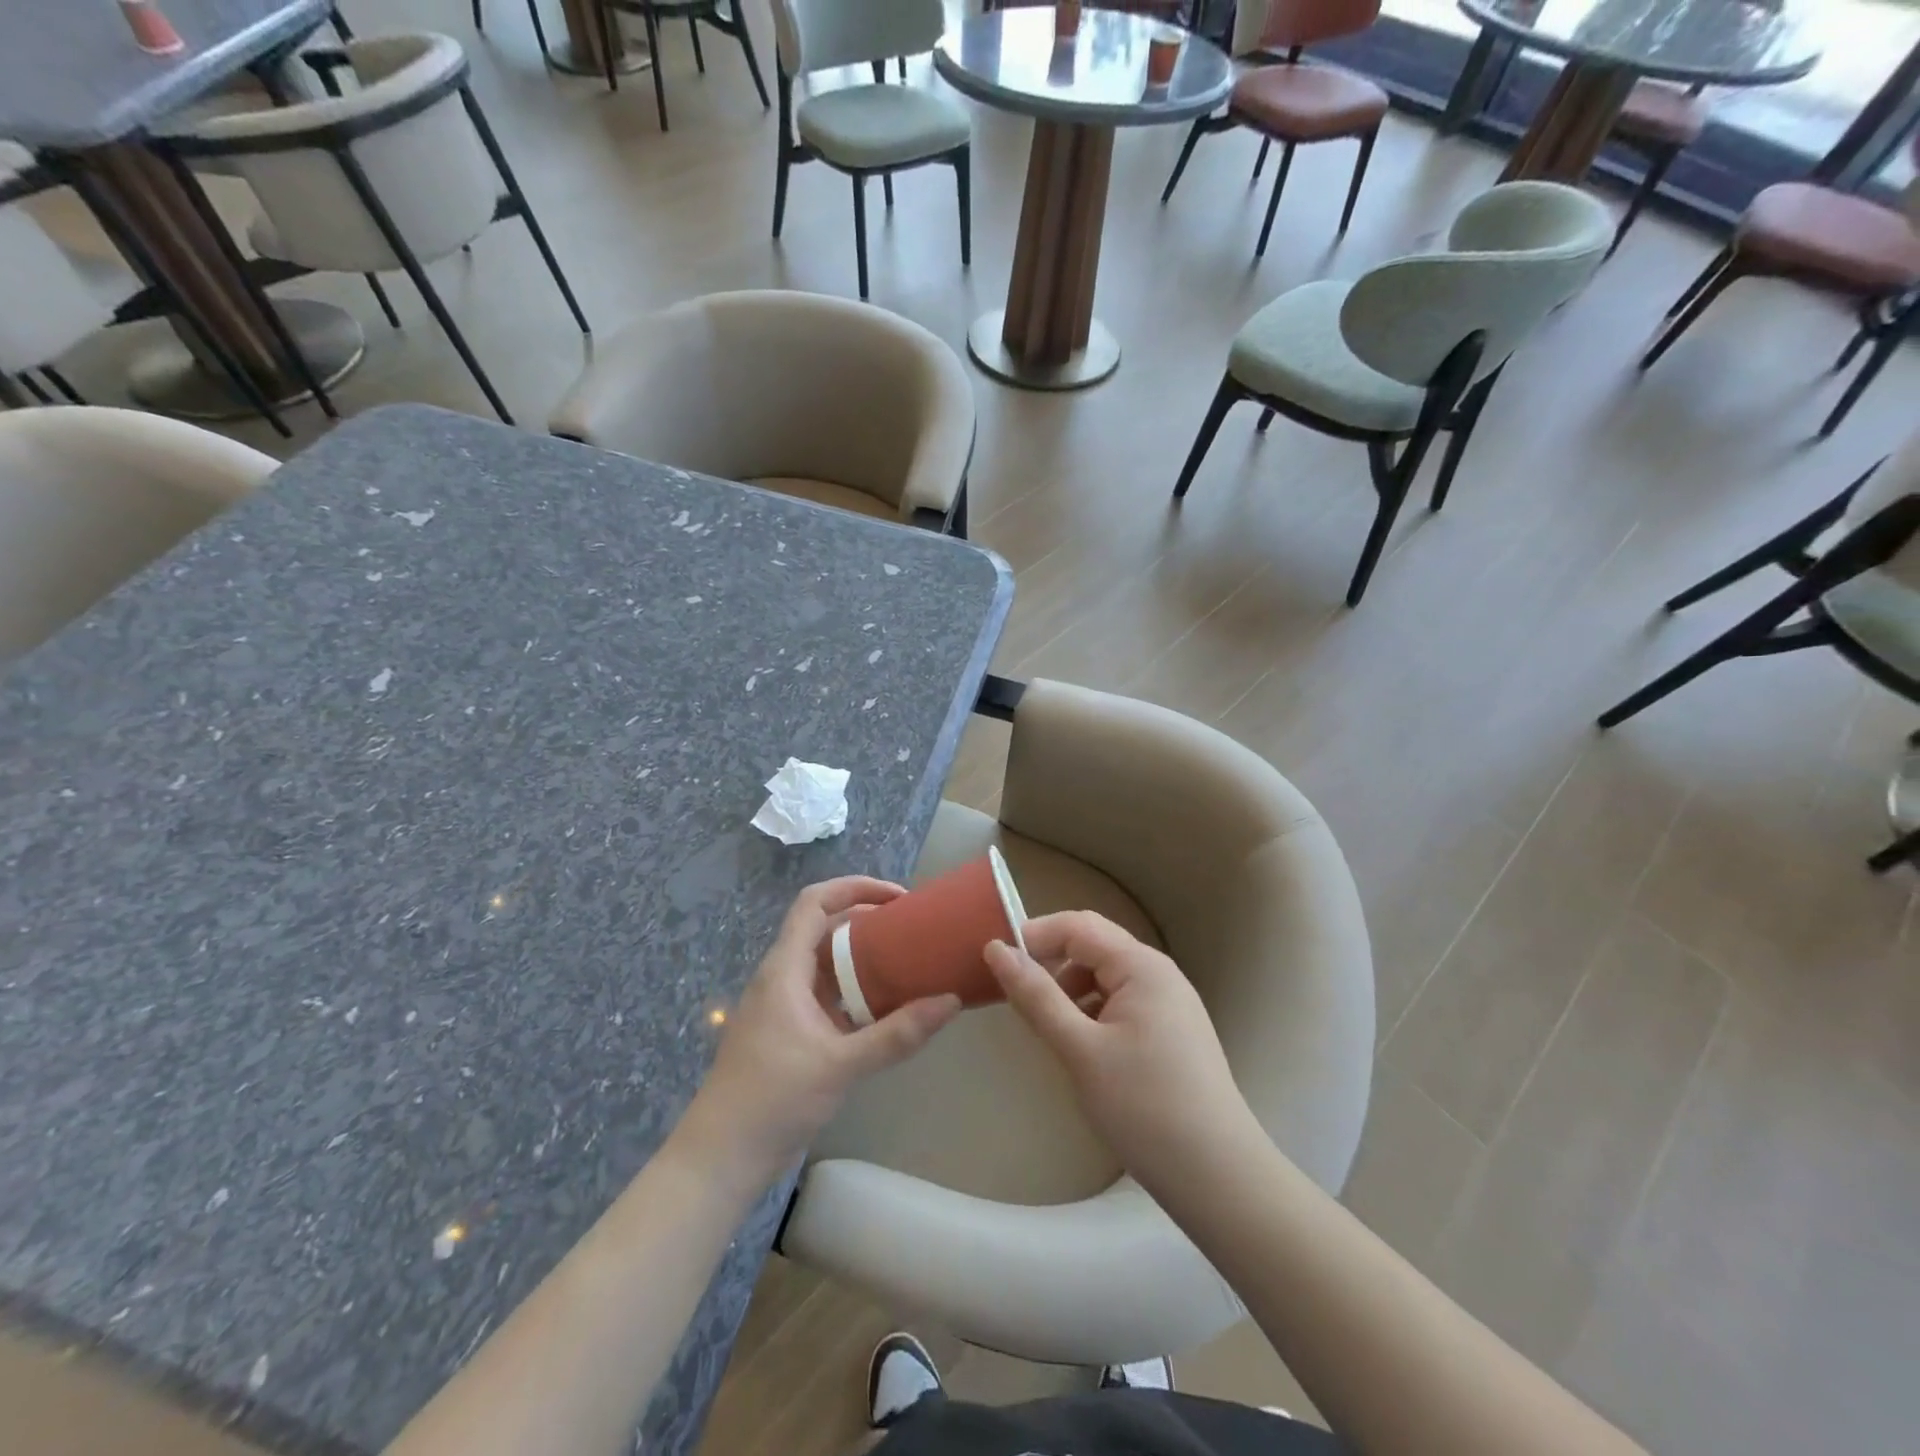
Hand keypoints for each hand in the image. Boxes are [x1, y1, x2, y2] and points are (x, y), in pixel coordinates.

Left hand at [671, 877, 961, 1196]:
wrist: (721, 1158)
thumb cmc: (773, 1100)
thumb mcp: (841, 1065)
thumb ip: (896, 1034)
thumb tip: (950, 1001)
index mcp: (785, 968)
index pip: (815, 902)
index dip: (855, 887)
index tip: (898, 897)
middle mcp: (782, 977)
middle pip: (825, 928)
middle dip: (868, 920)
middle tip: (913, 929)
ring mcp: (785, 1005)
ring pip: (827, 963)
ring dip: (864, 956)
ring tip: (908, 961)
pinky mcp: (790, 1031)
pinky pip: (828, 994)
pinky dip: (857, 989)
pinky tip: (887, 1007)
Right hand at [986, 911, 1257, 1193]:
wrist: (1219, 1179)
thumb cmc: (1145, 1107)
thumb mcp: (1080, 1050)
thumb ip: (1036, 997)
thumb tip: (996, 949)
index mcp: (1141, 966)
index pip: (1078, 926)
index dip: (1035, 936)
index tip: (996, 963)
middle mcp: (1159, 973)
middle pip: (1094, 947)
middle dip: (1052, 963)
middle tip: (1016, 996)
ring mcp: (1170, 1003)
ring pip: (1106, 977)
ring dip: (1071, 989)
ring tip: (1048, 1027)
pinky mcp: (1172, 1032)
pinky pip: (1122, 1002)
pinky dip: (1093, 1012)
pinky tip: (1082, 1048)